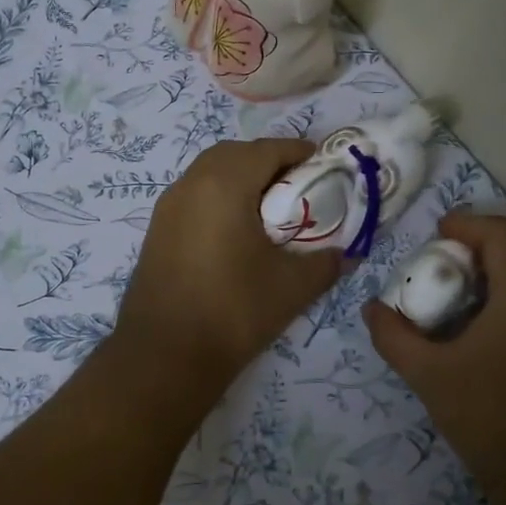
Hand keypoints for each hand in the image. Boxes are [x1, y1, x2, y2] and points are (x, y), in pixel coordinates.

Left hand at [115, 138, 342, 385]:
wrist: (165, 354)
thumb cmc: (234, 310)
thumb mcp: (292, 286)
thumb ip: (327, 262)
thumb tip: (348, 254)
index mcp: (224, 184)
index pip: (268, 150)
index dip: (299, 152)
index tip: (324, 165)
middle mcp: (191, 183)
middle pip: (235, 153)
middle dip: (268, 160)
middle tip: (297, 185)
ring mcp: (168, 205)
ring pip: (209, 172)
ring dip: (240, 177)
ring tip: (269, 207)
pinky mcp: (157, 229)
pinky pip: (194, 194)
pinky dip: (218, 196)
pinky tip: (236, 230)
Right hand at [365, 212, 505, 499]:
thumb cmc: (488, 418)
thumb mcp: (428, 375)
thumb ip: (394, 336)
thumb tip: (372, 309)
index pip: (503, 234)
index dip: (469, 223)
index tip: (437, 232)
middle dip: (492, 232)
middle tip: (453, 247)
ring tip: (467, 276)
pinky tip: (488, 314)